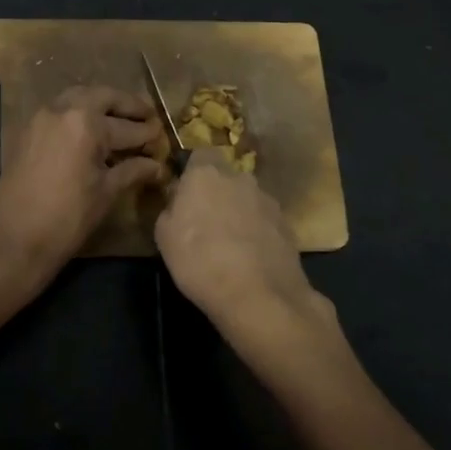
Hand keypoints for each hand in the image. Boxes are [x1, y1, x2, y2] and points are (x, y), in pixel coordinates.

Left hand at [0, 86, 163, 284]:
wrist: (16, 237)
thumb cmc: (68, 217)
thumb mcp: (107, 192)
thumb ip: (133, 171)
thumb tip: (158, 166)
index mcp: (86, 123)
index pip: (127, 126)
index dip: (148, 134)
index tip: (163, 137)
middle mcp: (63, 109)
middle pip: (103, 97)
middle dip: (127, 106)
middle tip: (147, 116)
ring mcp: (42, 117)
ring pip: (78, 98)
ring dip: (102, 104)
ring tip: (120, 120)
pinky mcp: (28, 130)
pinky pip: (60, 110)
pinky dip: (79, 113)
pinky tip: (91, 132)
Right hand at [155, 153, 324, 336]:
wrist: (257, 295)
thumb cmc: (199, 260)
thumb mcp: (163, 235)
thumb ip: (171, 208)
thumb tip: (179, 200)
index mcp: (206, 173)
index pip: (200, 154)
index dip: (193, 172)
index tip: (185, 194)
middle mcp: (240, 178)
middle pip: (226, 177)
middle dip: (217, 193)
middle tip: (206, 222)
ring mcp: (268, 200)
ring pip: (247, 199)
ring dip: (239, 213)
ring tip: (230, 245)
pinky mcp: (287, 225)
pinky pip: (265, 221)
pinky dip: (257, 233)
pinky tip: (250, 258)